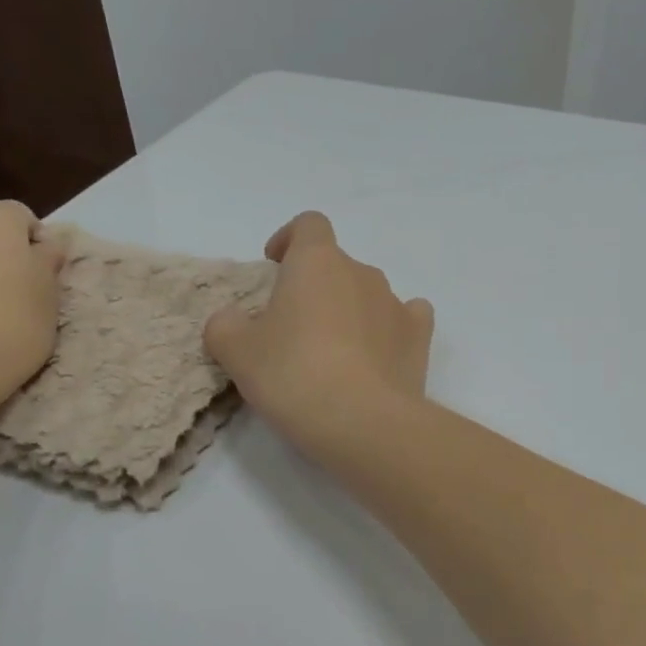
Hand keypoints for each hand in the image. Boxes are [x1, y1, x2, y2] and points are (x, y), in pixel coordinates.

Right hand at [204, 212, 433, 455]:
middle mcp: (362, 272)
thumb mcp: (237, 352)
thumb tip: (234, 320)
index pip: (309, 224)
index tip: (275, 265)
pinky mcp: (419, 337)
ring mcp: (396, 303)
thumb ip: (226, 325)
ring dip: (351, 310)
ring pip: (369, 293)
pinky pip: (407, 318)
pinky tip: (379, 353)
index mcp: (317, 261)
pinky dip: (391, 328)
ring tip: (334, 353)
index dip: (290, 239)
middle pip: (337, 265)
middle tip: (295, 328)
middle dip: (317, 287)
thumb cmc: (293, 374)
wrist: (362, 421)